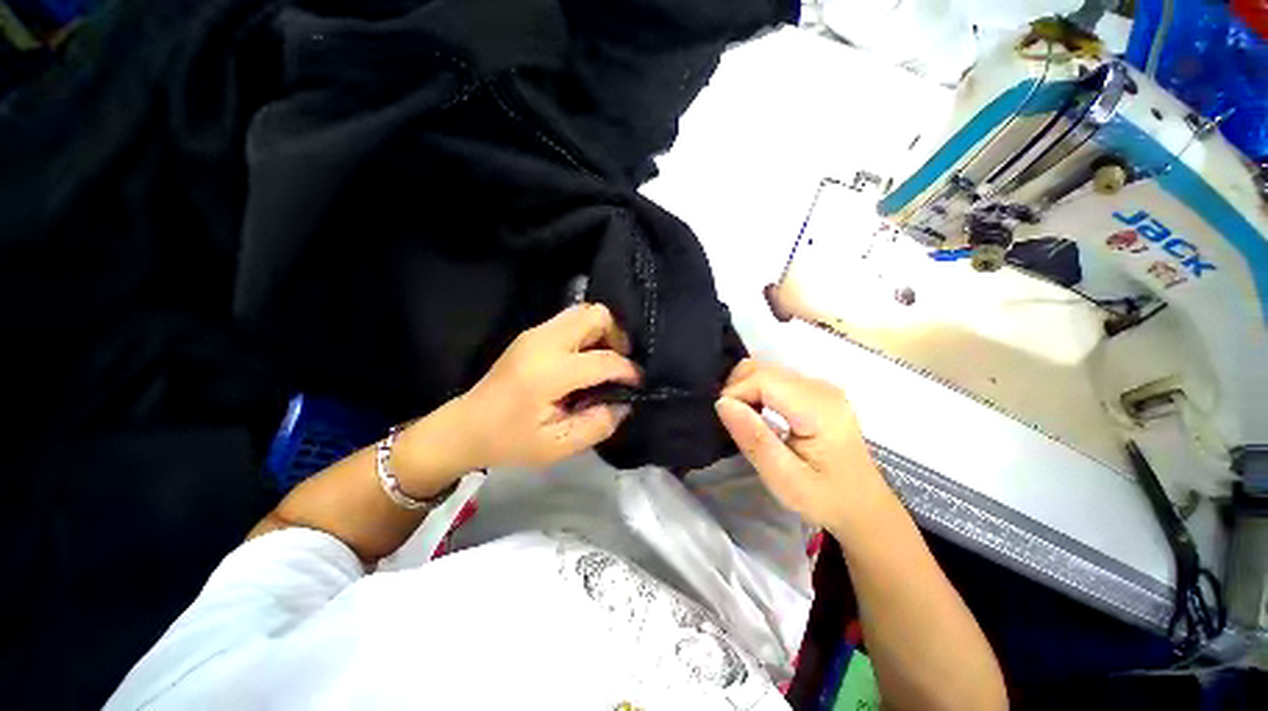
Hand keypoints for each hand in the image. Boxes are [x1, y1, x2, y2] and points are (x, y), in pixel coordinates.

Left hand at [450, 303, 640, 469]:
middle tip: (619, 365)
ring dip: (603, 332)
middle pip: (595, 315)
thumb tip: (624, 402)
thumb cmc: (510, 441)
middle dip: (617, 336)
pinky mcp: (532, 333)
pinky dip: (587, 334)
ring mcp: (535, 333)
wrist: (465, 427)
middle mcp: (543, 342)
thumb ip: (599, 424)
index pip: (603, 360)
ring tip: (604, 362)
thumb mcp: (559, 446)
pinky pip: (571, 321)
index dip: (628, 370)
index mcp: (548, 373)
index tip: (639, 383)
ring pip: (583, 311)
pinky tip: (585, 360)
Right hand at [715, 359, 887, 534]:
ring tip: (744, 422)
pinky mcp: (815, 391)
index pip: (762, 379)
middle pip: (763, 369)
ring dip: (745, 390)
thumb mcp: (785, 479)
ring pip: (765, 370)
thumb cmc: (826, 499)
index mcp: (819, 407)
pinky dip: (756, 392)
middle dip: (737, 390)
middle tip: (732, 423)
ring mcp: (819, 386)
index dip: (735, 394)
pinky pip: (774, 379)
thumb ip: (754, 439)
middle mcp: (820, 387)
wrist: (864, 507)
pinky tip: (758, 416)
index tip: (725, 422)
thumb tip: (722, 403)